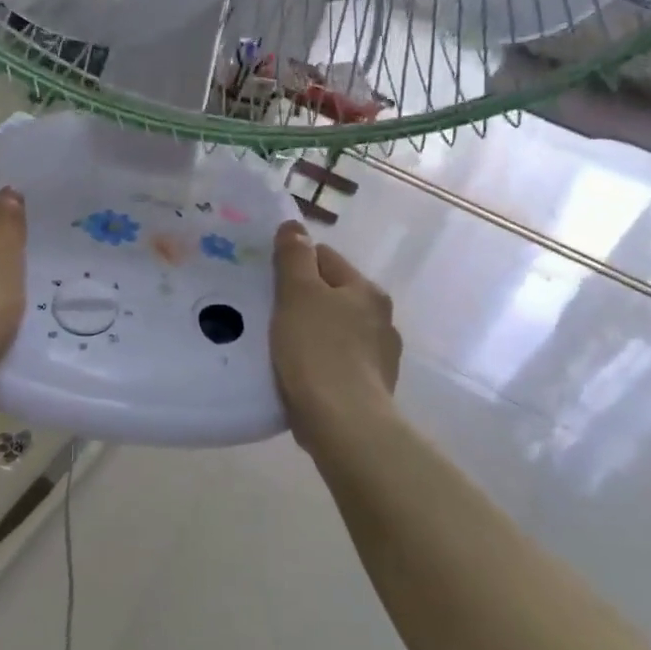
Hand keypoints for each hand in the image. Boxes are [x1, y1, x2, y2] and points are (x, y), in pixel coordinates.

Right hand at [272, 222, 401, 451]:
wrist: (345, 423)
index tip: (269, 283)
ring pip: (336, 331)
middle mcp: (381, 319)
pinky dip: (320, 365)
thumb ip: (294, 257)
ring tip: (282, 350)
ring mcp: (380, 356)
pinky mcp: (371, 389)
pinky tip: (300, 377)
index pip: (326, 258)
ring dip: (313, 334)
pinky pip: (338, 364)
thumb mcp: (297, 295)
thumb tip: (293, 226)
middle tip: (270, 316)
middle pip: (332, 295)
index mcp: (366, 290)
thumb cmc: (318, 350)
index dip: (294, 265)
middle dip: (304, 301)